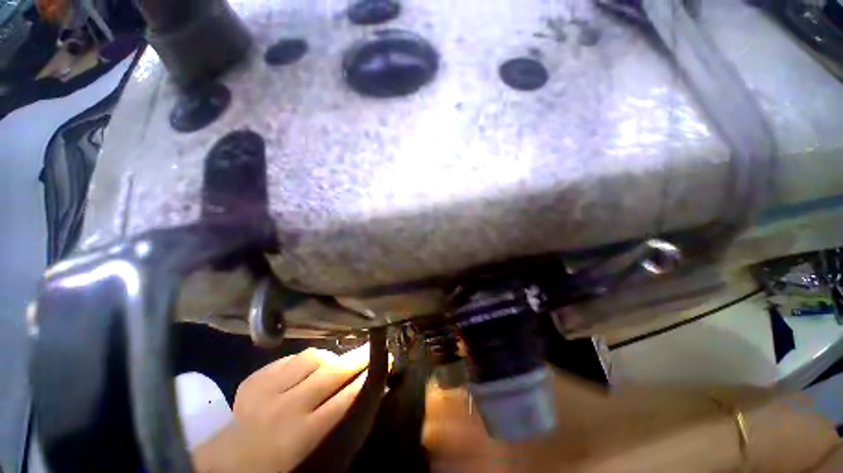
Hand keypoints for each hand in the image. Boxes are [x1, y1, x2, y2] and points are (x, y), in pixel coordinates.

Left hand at [193, 344, 370, 472]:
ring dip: (329, 356)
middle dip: (356, 358)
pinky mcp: (255, 378)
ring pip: (311, 357)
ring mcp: (267, 389)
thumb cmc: (275, 463)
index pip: (344, 399)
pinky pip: (291, 358)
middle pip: (330, 373)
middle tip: (371, 348)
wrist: (224, 461)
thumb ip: (337, 419)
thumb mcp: (310, 450)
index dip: (366, 378)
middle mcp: (285, 407)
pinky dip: (306, 359)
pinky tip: (310, 365)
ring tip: (337, 359)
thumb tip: (364, 389)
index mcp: (300, 435)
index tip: (384, 362)